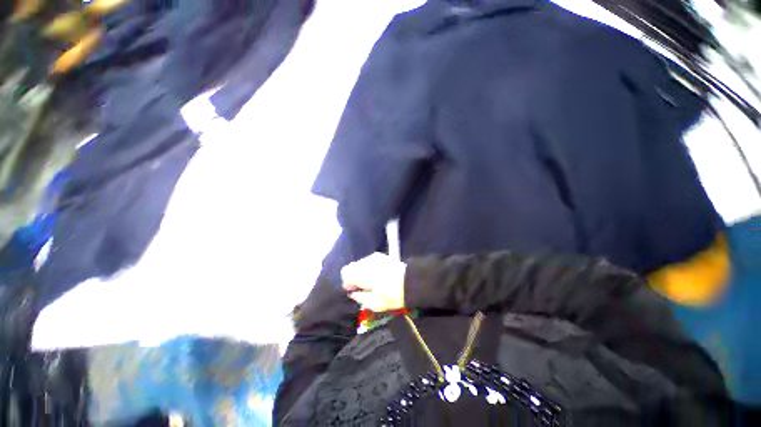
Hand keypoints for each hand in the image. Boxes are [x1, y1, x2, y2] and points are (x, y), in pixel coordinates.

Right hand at [341, 253, 406, 312]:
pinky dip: (371, 268)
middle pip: (353, 267)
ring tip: (373, 283)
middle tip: (363, 288)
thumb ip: (359, 297)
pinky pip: (370, 261)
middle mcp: (366, 261)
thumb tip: (353, 293)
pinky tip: (379, 276)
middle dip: (355, 277)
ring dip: (363, 272)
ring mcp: (375, 257)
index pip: (345, 272)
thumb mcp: (374, 303)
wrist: (412, 282)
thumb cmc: (391, 295)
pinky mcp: (382, 256)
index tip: (354, 290)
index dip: (348, 282)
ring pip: (362, 264)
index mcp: (361, 272)